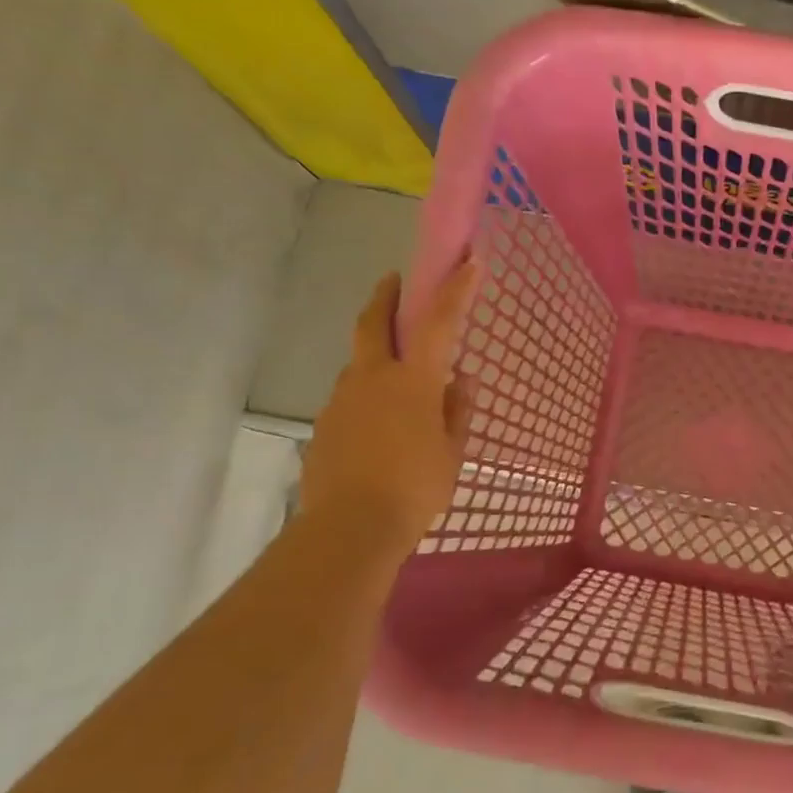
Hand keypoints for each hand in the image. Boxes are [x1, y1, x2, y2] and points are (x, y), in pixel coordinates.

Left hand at [300, 262, 477, 558]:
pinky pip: (350, 399)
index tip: (468, 264)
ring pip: (359, 364)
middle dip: (385, 296)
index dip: (454, 290)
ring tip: (397, 382)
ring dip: (375, 356)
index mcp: (412, 381)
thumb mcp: (451, 452)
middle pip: (372, 322)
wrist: (350, 528)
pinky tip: (378, 426)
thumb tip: (460, 381)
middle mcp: (372, 378)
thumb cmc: (415, 488)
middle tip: (394, 281)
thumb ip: (457, 411)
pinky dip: (366, 396)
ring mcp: (341, 400)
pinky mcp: (324, 425)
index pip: (438, 323)